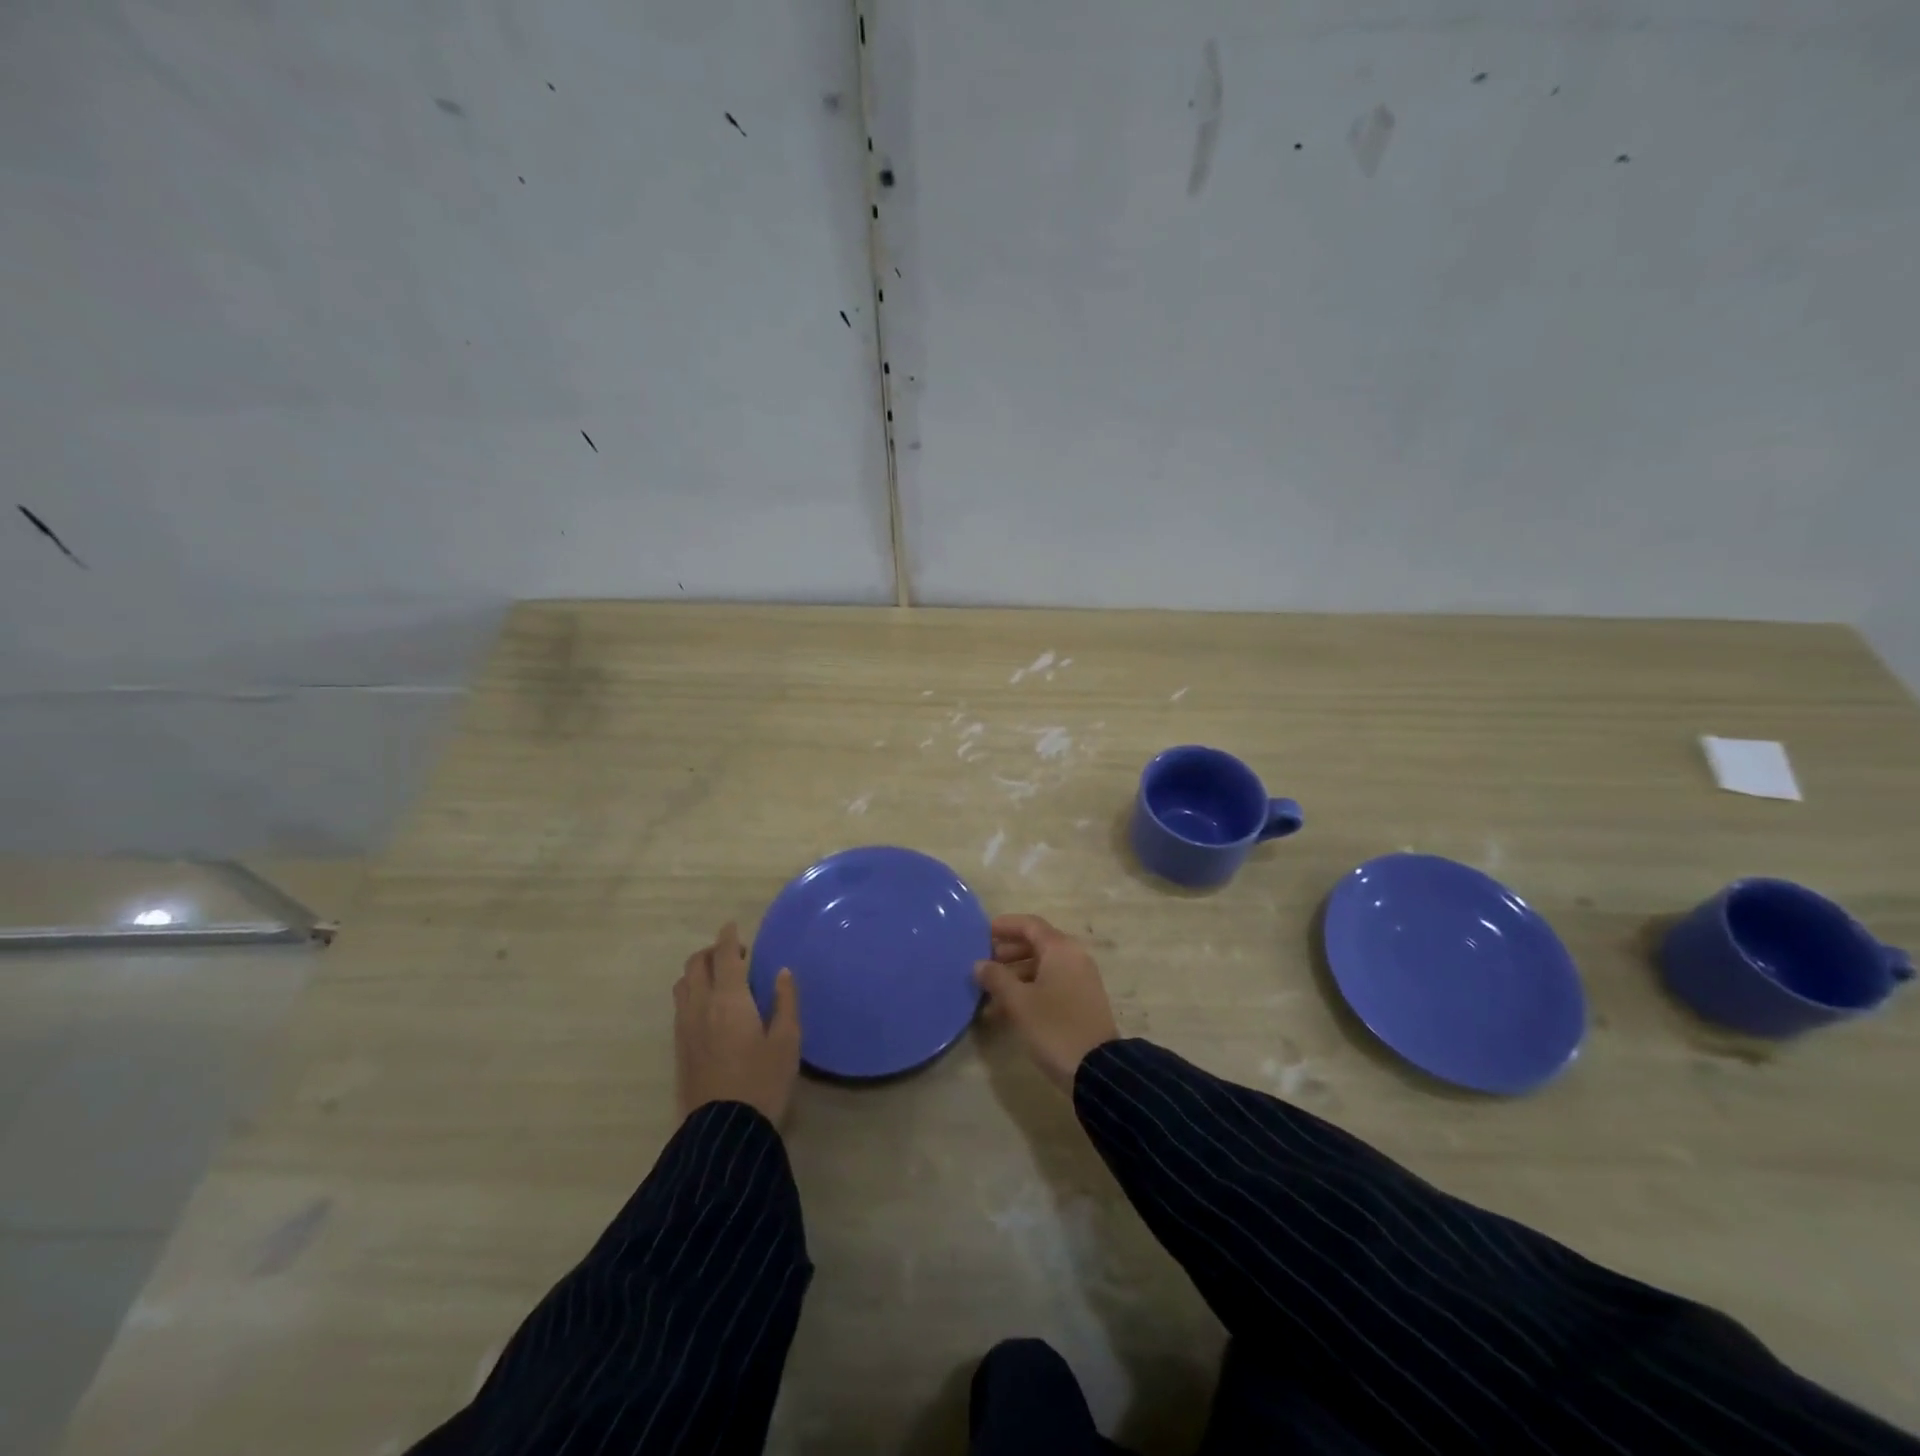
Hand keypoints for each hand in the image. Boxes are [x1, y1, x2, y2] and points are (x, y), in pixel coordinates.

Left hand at [674, 923, 800, 1125]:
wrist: (723, 1130)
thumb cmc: (763, 1080)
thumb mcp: (787, 1040)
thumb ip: (785, 1001)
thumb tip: (782, 973)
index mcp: (729, 998)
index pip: (724, 955)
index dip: (728, 937)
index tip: (733, 925)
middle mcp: (701, 1006)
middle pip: (696, 965)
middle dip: (712, 952)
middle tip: (735, 956)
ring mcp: (685, 1027)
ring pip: (683, 984)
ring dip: (698, 972)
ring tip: (721, 980)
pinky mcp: (679, 1047)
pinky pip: (681, 1005)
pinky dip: (692, 992)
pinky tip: (710, 1007)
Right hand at [975, 914, 1119, 1092]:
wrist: (1097, 1070)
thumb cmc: (1054, 1027)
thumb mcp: (1018, 1002)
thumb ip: (996, 978)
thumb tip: (980, 964)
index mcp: (1060, 949)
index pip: (1029, 925)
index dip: (1005, 926)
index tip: (981, 934)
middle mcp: (1073, 957)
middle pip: (1036, 944)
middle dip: (1007, 952)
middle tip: (982, 964)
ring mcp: (1080, 980)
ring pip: (1042, 966)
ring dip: (1015, 975)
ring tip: (988, 991)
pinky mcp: (1081, 1001)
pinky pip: (1051, 984)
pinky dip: (1029, 989)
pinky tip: (1006, 1009)